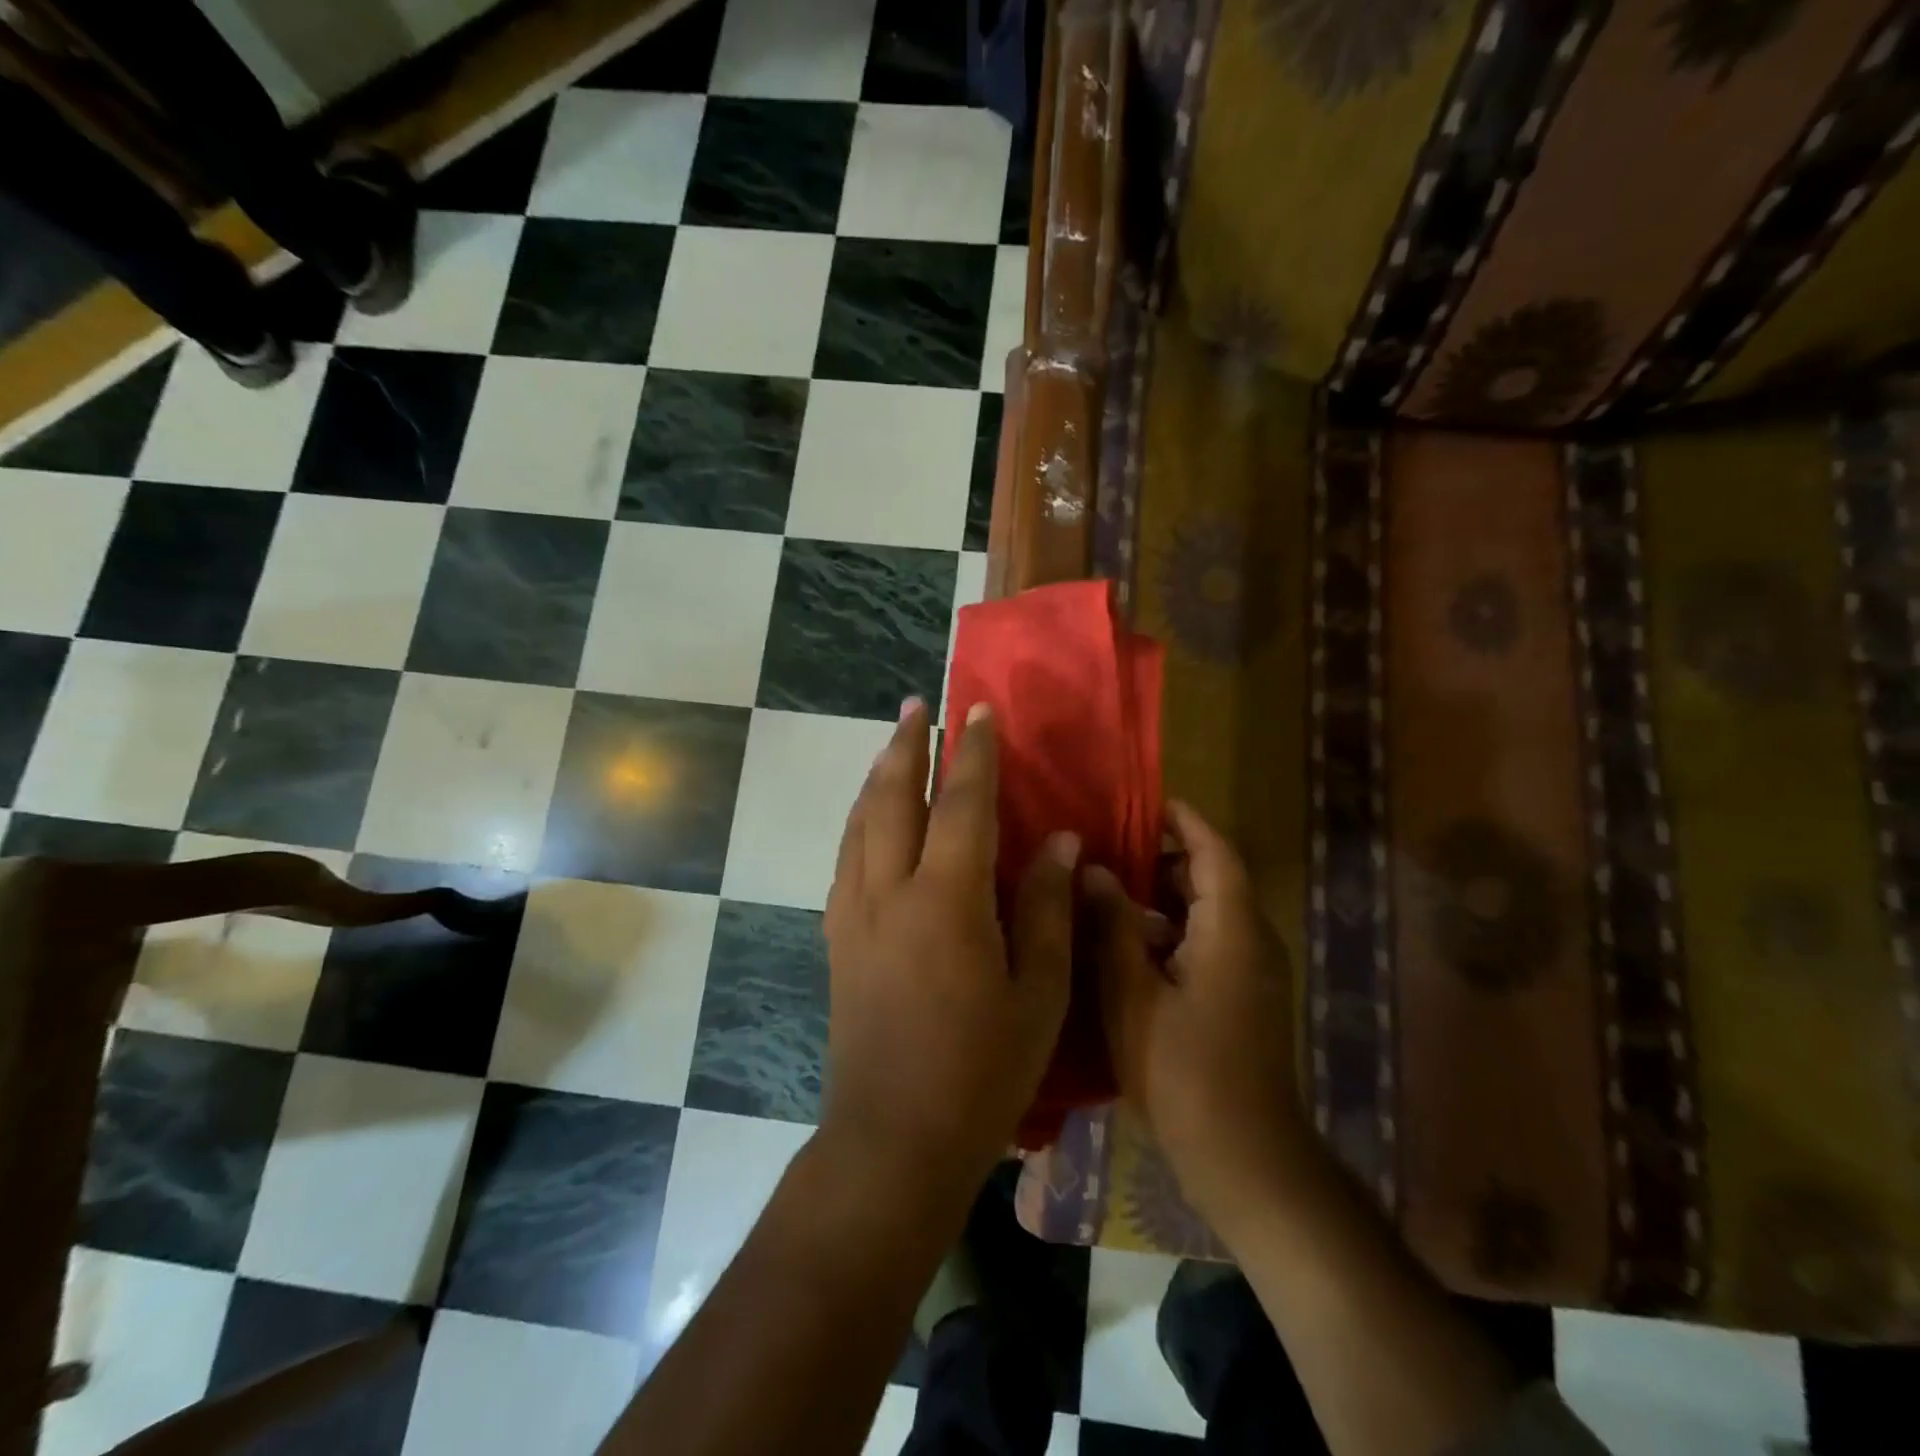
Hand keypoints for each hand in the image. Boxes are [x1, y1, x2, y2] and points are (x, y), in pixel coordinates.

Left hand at [820, 698, 1078, 1207]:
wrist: (892, 1139)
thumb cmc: (981, 1072)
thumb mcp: (1038, 993)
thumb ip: (1048, 908)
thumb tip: (1060, 840)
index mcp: (947, 900)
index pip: (963, 804)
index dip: (974, 753)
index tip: (979, 712)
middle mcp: (889, 891)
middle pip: (893, 797)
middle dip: (906, 745)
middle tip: (917, 706)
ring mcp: (853, 913)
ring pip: (860, 822)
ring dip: (877, 776)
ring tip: (892, 746)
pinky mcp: (836, 938)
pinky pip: (846, 857)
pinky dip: (860, 821)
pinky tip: (870, 820)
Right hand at [1086, 800, 1306, 1234]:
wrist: (1247, 1161)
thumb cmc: (1184, 1073)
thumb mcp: (1133, 994)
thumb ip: (1114, 926)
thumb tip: (1094, 869)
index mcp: (1231, 930)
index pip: (1215, 852)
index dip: (1183, 821)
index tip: (1143, 802)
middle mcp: (1252, 941)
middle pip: (1213, 878)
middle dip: (1165, 857)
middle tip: (1108, 846)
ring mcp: (1252, 973)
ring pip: (1210, 912)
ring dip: (1165, 895)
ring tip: (1109, 889)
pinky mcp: (1244, 999)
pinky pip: (1210, 941)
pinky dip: (1174, 929)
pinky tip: (1128, 945)